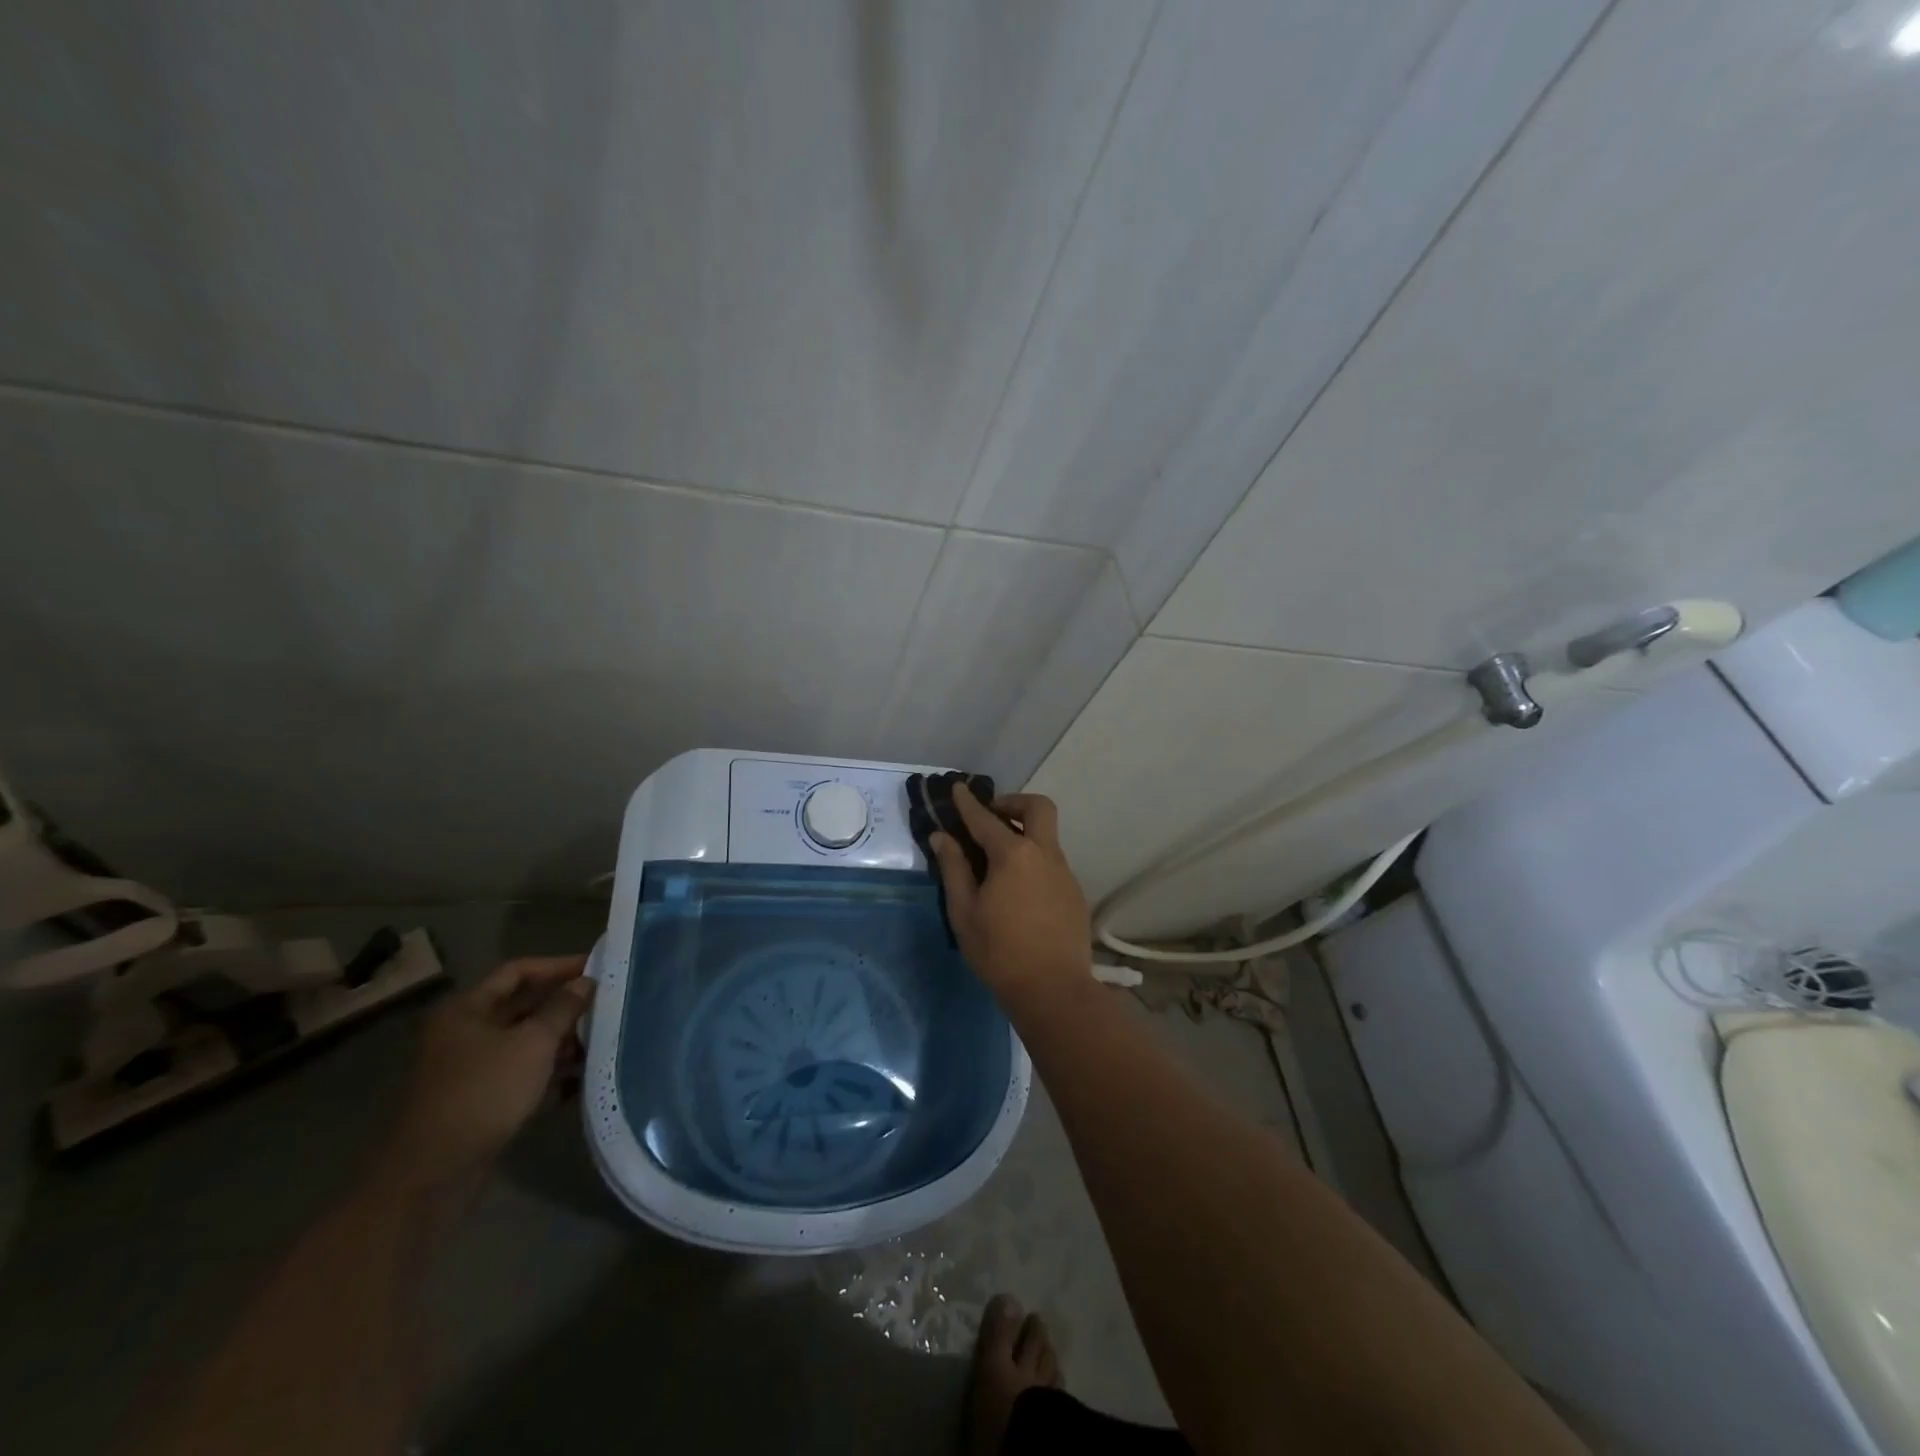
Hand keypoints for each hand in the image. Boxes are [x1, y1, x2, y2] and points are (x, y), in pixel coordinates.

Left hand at [380, 955, 592, 1190]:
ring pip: (524, 1040)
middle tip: (604, 1003)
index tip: (596, 967)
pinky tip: (580, 1078)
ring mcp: (470, 1067)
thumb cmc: (486, 1091)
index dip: (558, 965)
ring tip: (600, 1041)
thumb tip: (585, 982)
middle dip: (564, 1006)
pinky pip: (521, 1071)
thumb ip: (563, 1008)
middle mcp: (464, 1032)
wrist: (437, 1171)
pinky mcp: (479, 1098)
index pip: (518, 971)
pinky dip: (548, 1070)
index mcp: (468, 1009)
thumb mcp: (534, 1043)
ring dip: (560, 1040)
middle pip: (522, 1006)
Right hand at [928, 786, 1092, 1011]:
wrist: (1053, 990)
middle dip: (1013, 803)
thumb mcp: (964, 912)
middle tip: (991, 816)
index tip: (958, 788)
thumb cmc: (999, 952)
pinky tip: (1017, 888)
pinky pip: (1051, 862)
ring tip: (998, 858)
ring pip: (1047, 836)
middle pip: (1038, 808)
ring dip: (1024, 833)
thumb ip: (953, 869)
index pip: (985, 819)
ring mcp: (1064, 872)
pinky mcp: (1074, 892)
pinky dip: (1033, 859)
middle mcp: (1044, 854)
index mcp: (1013, 855)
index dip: (968, 803)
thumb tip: (942, 837)